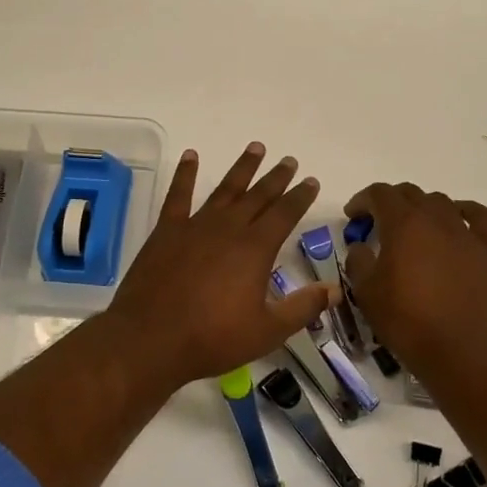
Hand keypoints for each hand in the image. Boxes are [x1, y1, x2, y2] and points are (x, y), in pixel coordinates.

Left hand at [102, 144, 333, 390]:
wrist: (151, 339)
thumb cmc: (213, 338)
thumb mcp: (267, 331)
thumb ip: (303, 308)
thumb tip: (335, 290)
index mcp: (255, 249)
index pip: (285, 213)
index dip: (300, 196)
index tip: (311, 181)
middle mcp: (228, 228)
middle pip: (258, 196)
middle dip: (277, 177)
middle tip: (289, 160)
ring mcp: (195, 226)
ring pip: (225, 189)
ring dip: (243, 168)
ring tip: (256, 147)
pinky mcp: (167, 231)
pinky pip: (179, 195)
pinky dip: (185, 174)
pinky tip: (191, 156)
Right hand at [343, 183, 486, 380]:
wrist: (461, 351)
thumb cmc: (407, 321)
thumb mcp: (366, 292)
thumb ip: (358, 260)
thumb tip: (362, 245)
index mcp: (403, 223)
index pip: (379, 193)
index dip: (362, 200)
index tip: (353, 217)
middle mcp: (435, 218)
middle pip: (409, 193)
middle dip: (388, 202)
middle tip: (376, 225)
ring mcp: (465, 232)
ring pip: (440, 201)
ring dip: (421, 208)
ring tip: (412, 229)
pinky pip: (479, 216)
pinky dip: (464, 211)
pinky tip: (456, 222)